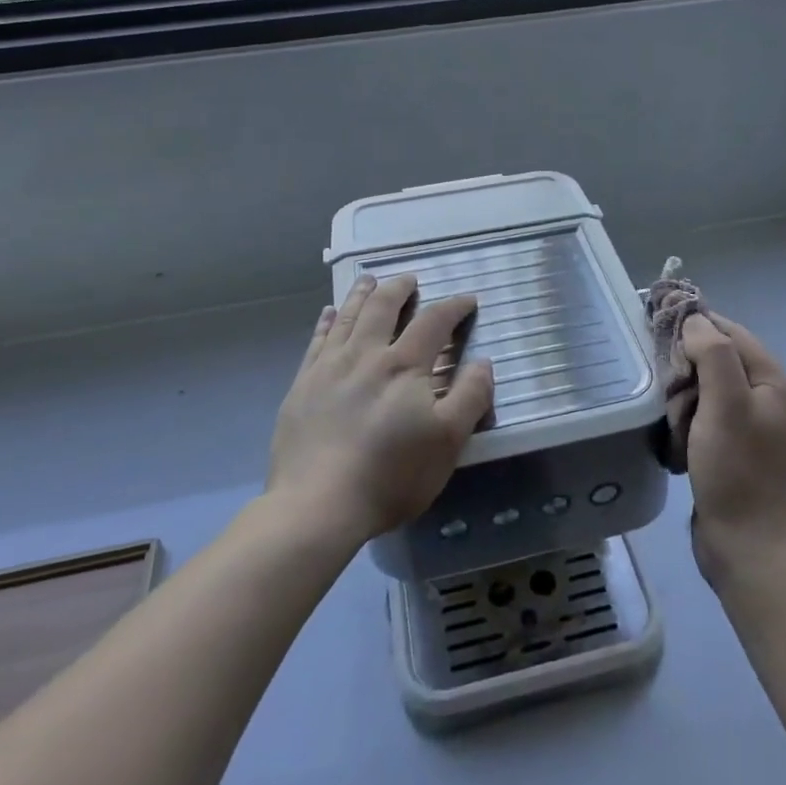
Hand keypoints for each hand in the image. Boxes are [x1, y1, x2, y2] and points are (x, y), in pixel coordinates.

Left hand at [268, 274, 494, 546]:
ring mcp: (328, 368)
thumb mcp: (448, 442)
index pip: (433, 322)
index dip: (453, 307)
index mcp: (404, 366)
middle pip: (383, 308)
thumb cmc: (391, 475)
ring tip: (370, 280)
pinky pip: (316, 341)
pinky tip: (328, 314)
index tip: (467, 299)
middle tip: (410, 279)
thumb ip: (470, 397)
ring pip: (347, 317)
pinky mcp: (302, 386)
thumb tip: (483, 362)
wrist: (318, 505)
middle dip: (400, 289)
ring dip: (361, 295)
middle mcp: (365, 355)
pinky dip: (326, 322)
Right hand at [681, 313, 785, 585]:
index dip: (698, 326)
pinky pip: (706, 418)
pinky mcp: (736, 449)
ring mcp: (753, 426)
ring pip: (707, 391)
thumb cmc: (735, 469)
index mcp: (776, 383)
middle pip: (718, 362)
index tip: (660, 323)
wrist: (744, 544)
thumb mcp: (724, 404)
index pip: (733, 334)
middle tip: (675, 400)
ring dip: (685, 403)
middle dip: (689, 376)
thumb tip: (695, 320)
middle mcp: (770, 400)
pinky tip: (680, 444)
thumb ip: (712, 353)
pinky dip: (689, 425)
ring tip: (678, 430)